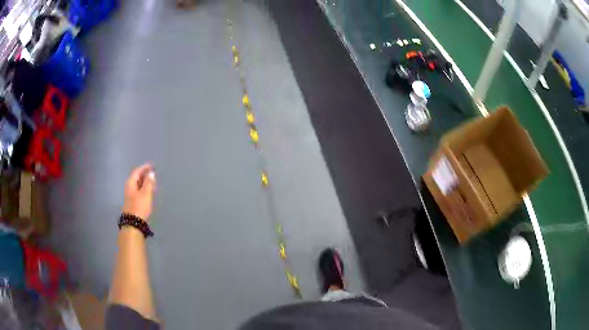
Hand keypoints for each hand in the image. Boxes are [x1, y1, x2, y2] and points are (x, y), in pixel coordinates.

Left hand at [122, 164, 155, 220]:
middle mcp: (129, 187)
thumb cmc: (139, 206)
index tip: (152, 166)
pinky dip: (144, 189)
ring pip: (137, 185)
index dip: (144, 168)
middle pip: (136, 177)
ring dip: (144, 182)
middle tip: (153, 173)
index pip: (137, 171)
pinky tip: (148, 191)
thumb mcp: (146, 193)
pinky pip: (138, 191)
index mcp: (131, 183)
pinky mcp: (133, 202)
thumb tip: (151, 173)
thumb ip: (149, 182)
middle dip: (144, 174)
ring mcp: (130, 195)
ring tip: (152, 181)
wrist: (133, 223)